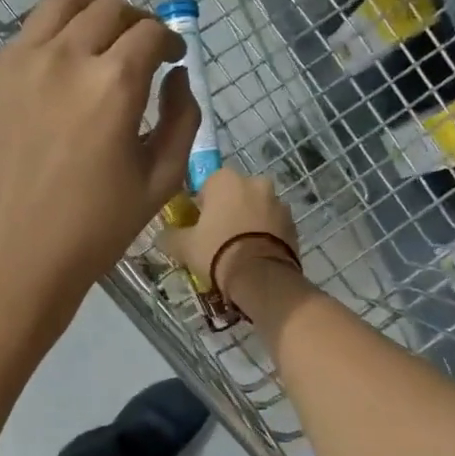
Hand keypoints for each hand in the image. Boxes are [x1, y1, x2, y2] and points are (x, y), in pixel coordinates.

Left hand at [0, 0, 201, 329]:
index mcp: (112, 84)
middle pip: (105, 8)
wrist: (10, 264)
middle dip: (133, 20)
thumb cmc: (94, 231)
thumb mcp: (160, 181)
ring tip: (94, 40)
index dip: (168, 38)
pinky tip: (49, 83)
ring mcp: (11, 66)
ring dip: (87, 15)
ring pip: (55, 9)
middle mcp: (61, 59)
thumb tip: (177, 76)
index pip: (148, 32)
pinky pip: (18, 45)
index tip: (170, 56)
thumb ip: (182, 118)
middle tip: (138, 45)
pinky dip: (45, 47)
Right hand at [160, 167, 301, 293]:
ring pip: (256, 208)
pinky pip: (272, 224)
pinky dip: (264, 234)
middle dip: (227, 211)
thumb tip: (161, 235)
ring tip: (239, 249)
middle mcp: (255, 182)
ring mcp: (278, 202)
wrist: (261, 277)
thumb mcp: (184, 246)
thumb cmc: (217, 251)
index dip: (201, 206)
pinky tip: (255, 254)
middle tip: (217, 238)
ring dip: (248, 221)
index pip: (207, 185)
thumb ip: (170, 236)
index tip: (198, 227)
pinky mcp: (293, 223)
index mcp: (226, 179)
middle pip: (235, 194)